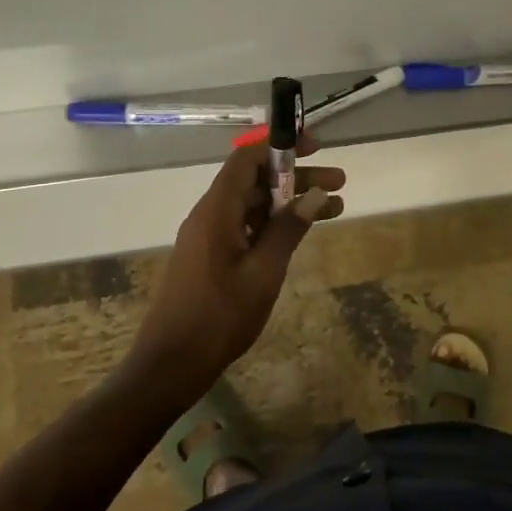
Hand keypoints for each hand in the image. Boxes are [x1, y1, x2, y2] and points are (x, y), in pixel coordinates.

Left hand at [129, 133, 345, 408]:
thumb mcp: (263, 272)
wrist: (172, 363)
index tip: (316, 148)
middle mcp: (210, 215)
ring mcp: (209, 237)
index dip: (281, 147)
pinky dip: (275, 224)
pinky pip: (246, 226)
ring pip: (254, 205)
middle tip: (339, 183)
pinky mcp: (211, 256)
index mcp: (217, 211)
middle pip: (255, 181)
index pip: (247, 159)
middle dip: (298, 178)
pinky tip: (301, 233)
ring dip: (291, 203)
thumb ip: (288, 230)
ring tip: (334, 208)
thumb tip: (315, 196)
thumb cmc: (219, 317)